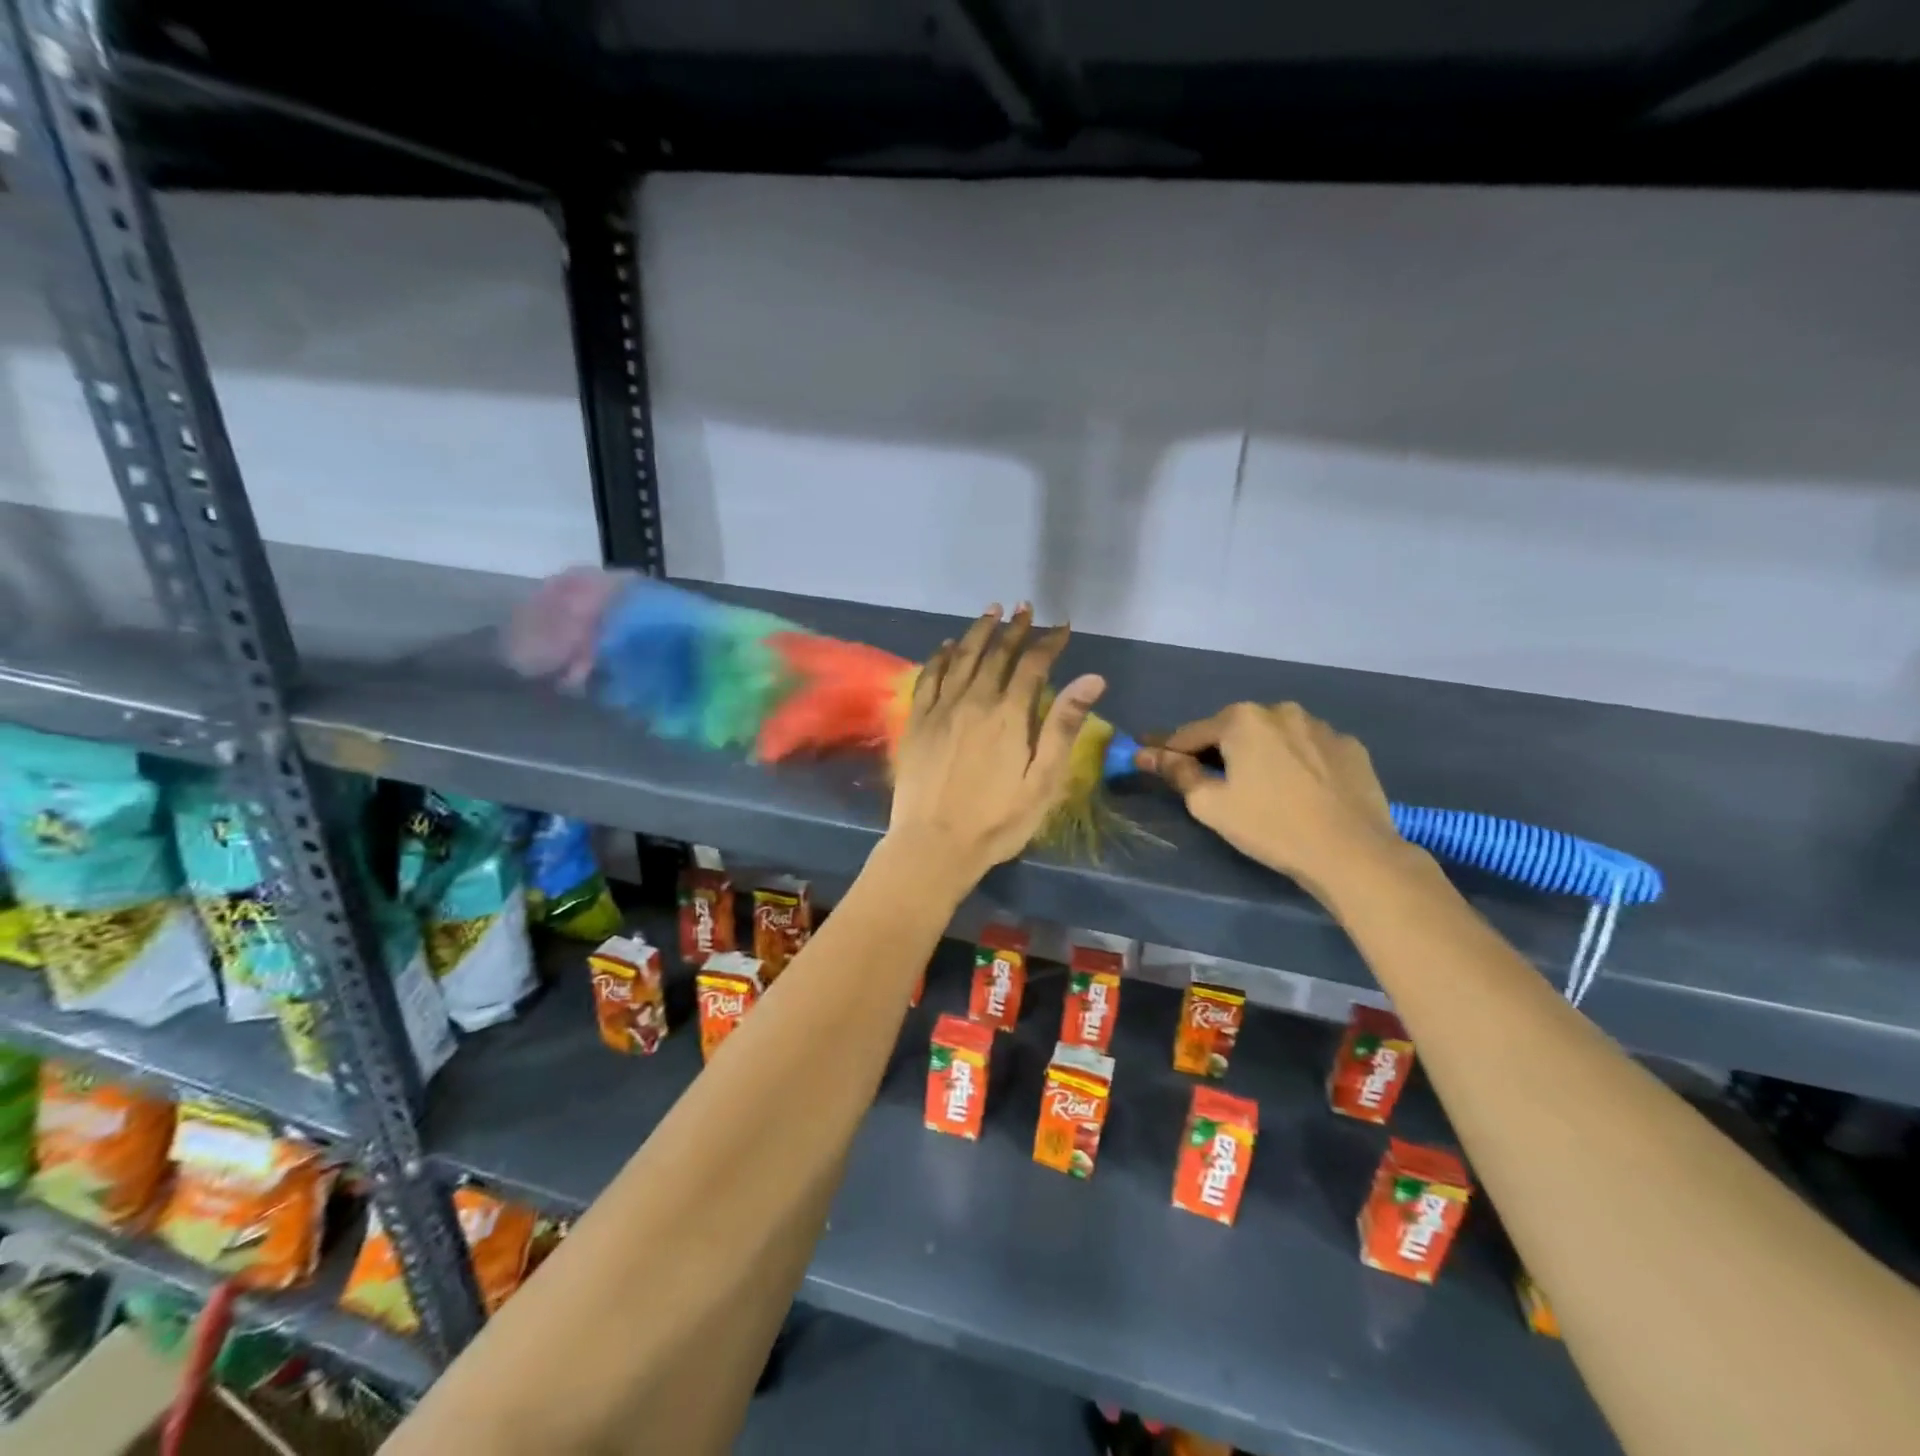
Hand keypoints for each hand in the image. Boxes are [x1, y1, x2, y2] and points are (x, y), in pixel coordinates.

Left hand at [885, 604, 1105, 890]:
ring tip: (991, 611)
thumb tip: (1092, 679)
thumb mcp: (1043, 781)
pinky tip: (948, 645)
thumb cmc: (997, 820)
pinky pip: (930, 677)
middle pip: (997, 654)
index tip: (1062, 626)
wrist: (934, 844)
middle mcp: (974, 701)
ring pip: (962, 657)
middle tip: (1025, 608)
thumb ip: (1063, 726)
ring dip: (979, 631)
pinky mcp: (918, 722)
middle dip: (1015, 629)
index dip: (1049, 642)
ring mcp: (942, 709)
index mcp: (1009, 716)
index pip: (1033, 665)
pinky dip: (942, 656)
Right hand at [1140, 702, 1401, 904]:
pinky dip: (1296, 762)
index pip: (1191, 733)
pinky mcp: (1350, 746)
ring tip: (1260, 787)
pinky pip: (1309, 749)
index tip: (1150, 759)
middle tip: (1210, 781)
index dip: (1168, 750)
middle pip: (1234, 730)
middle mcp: (1281, 710)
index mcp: (1242, 719)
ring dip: (1260, 753)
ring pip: (1275, 736)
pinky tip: (1299, 790)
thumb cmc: (1270, 825)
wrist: (1352, 852)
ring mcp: (1321, 726)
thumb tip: (1148, 754)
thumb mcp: (1210, 804)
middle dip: (1218, 750)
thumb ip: (1177, 772)